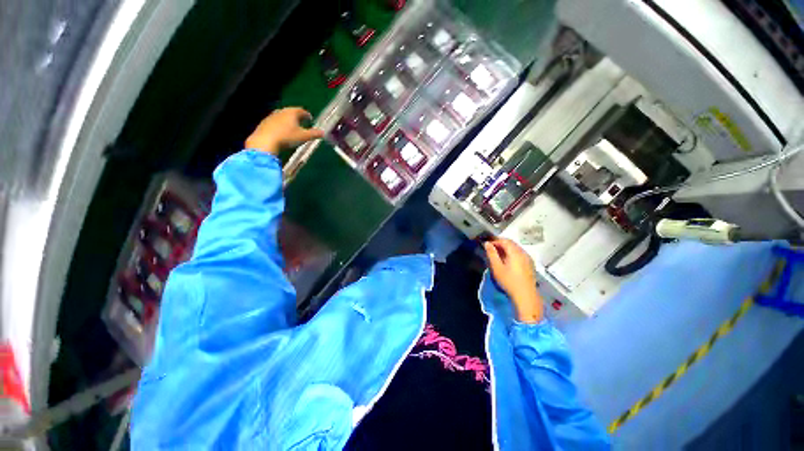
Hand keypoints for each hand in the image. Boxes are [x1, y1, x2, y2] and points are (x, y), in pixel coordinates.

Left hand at [245, 107, 323, 154]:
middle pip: (291, 112)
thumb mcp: (304, 137)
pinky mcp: (264, 123)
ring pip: (282, 116)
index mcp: (292, 113)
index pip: (301, 110)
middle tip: (301, 121)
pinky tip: (281, 132)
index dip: (306, 114)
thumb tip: (323, 132)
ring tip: (292, 127)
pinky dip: (280, 125)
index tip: (310, 118)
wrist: (265, 141)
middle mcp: (281, 111)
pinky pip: (275, 122)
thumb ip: (314, 134)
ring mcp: (271, 117)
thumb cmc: (287, 137)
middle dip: (297, 116)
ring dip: (288, 120)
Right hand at [483, 237, 543, 323]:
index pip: (505, 240)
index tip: (487, 245)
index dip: (495, 241)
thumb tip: (487, 243)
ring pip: (516, 248)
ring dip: (506, 249)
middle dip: (500, 244)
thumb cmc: (509, 281)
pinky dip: (512, 254)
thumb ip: (491, 254)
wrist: (525, 295)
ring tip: (498, 255)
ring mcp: (528, 258)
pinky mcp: (530, 264)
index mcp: (515, 252)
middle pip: (511, 243)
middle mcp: (523, 253)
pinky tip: (507, 261)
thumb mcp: (497, 267)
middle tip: (491, 249)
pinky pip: (520, 254)